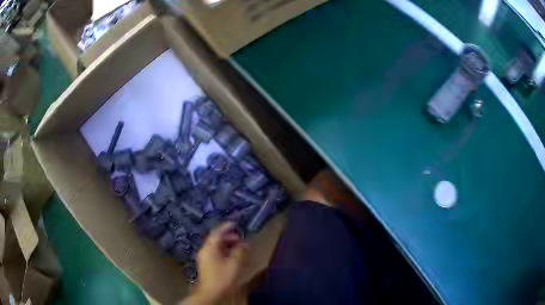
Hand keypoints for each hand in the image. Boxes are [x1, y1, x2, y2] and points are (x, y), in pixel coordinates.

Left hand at [185, 222, 247, 304]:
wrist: (212, 293)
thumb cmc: (223, 277)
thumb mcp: (235, 263)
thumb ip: (240, 251)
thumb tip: (244, 243)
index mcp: (209, 247)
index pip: (217, 232)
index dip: (226, 227)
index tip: (235, 223)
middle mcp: (204, 250)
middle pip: (216, 239)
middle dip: (228, 237)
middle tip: (240, 238)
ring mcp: (204, 258)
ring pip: (215, 247)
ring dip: (227, 245)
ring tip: (238, 247)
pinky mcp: (206, 265)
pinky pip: (215, 253)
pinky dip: (224, 252)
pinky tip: (232, 257)